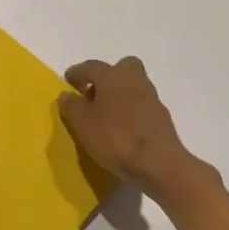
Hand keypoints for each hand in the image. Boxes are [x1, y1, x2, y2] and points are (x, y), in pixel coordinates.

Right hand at [58, 56, 208, 195]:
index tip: (68, 80)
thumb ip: (71, 106)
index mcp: (113, 76)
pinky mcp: (162, 117)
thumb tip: (66, 94)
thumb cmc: (115, 137)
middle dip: (107, 76)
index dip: (77, 72)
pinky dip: (131, 111)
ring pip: (133, 86)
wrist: (159, 163)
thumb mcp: (82, 123)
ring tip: (106, 114)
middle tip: (94, 93)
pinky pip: (141, 105)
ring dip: (120, 94)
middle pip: (121, 67)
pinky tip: (123, 127)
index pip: (91, 66)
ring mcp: (152, 98)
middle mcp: (134, 80)